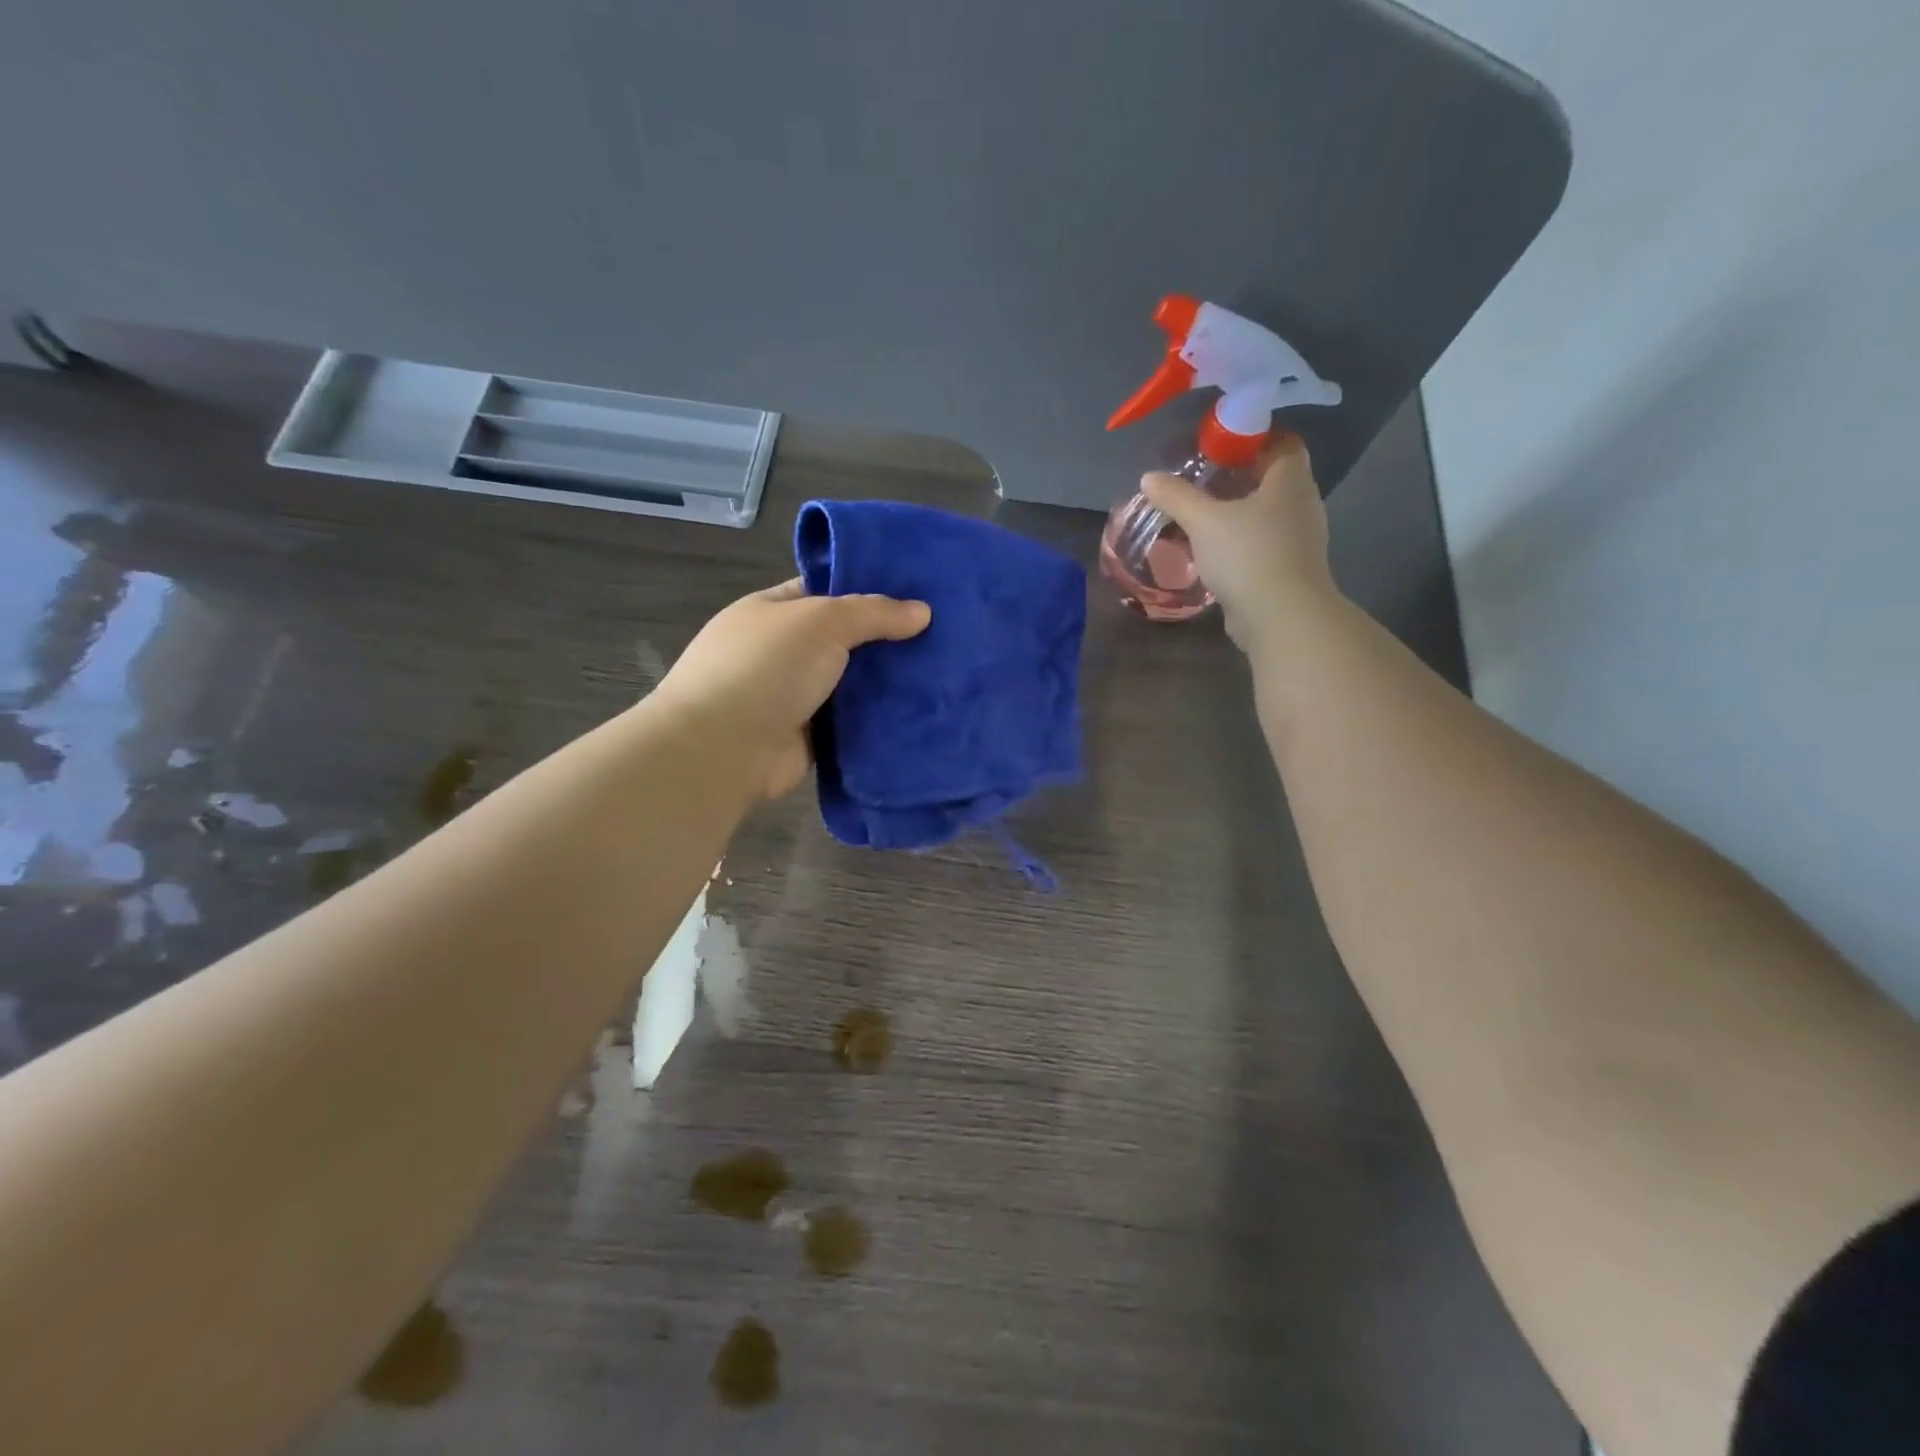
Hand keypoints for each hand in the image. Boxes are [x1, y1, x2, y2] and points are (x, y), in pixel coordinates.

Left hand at [652, 579, 931, 800]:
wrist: (724, 749)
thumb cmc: (766, 668)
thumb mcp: (822, 621)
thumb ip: (873, 613)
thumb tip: (923, 611)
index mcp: (772, 611)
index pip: (825, 592)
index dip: (867, 591)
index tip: (916, 594)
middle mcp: (783, 652)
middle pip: (845, 640)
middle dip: (887, 640)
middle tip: (944, 636)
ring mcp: (795, 697)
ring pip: (853, 684)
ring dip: (888, 683)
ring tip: (945, 674)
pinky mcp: (810, 737)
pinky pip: (853, 722)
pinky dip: (880, 719)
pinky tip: (922, 711)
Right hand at [1140, 433, 1334, 652]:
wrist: (1281, 617)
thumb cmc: (1248, 555)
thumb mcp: (1204, 521)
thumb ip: (1176, 497)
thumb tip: (1148, 477)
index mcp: (1290, 481)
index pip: (1283, 443)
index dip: (1254, 439)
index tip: (1222, 446)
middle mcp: (1302, 505)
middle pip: (1272, 480)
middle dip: (1239, 478)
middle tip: (1202, 481)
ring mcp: (1299, 540)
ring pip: (1266, 515)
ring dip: (1237, 514)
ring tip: (1201, 517)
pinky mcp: (1288, 570)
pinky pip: (1262, 545)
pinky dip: (1239, 543)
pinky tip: (1212, 552)